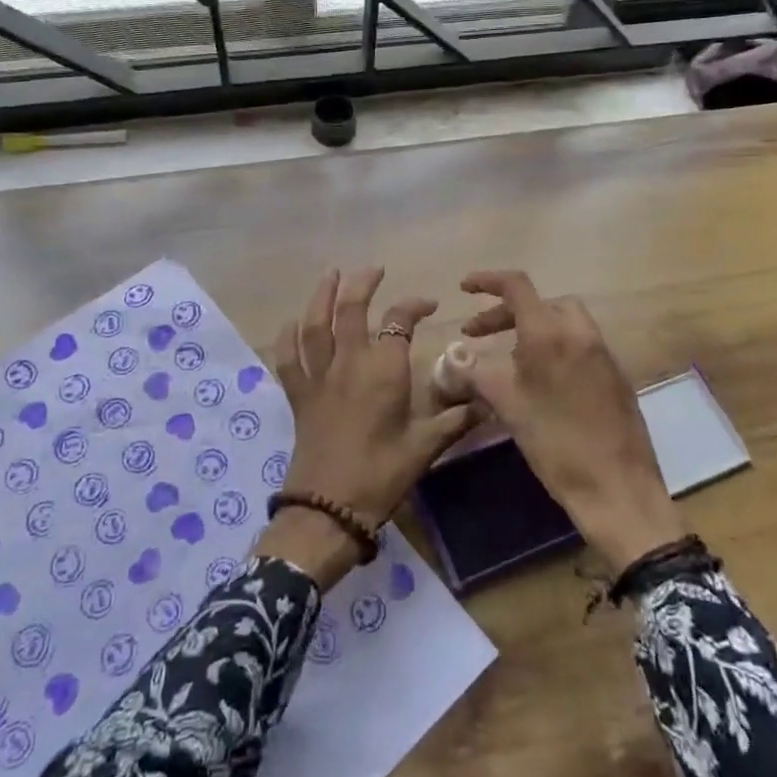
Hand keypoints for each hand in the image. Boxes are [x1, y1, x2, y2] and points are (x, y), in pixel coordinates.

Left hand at [257, 267, 472, 587]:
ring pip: (314, 325)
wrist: (329, 507)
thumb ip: (456, 419)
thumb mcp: (426, 446)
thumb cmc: (382, 474)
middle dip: (362, 284)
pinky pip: (287, 358)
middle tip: (373, 270)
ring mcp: (319, 377)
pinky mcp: (298, 395)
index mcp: (384, 371)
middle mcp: (349, 363)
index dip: (413, 306)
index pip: (399, 322)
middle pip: (351, 310)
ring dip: (321, 296)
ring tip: (329, 274)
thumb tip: (489, 401)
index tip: (428, 305)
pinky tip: (290, 323)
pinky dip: (286, 337)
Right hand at [459, 269, 686, 574]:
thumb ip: (475, 373)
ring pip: (562, 322)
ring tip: (507, 358)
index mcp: (550, 334)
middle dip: (506, 312)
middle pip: (541, 303)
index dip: (487, 281)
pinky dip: (553, 346)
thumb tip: (450, 358)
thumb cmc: (556, 443)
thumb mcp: (507, 405)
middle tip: (479, 334)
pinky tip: (539, 381)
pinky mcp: (615, 375)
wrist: (617, 489)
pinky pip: (578, 344)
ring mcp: (602, 354)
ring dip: (531, 329)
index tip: (464, 287)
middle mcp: (580, 333)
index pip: (517, 287)